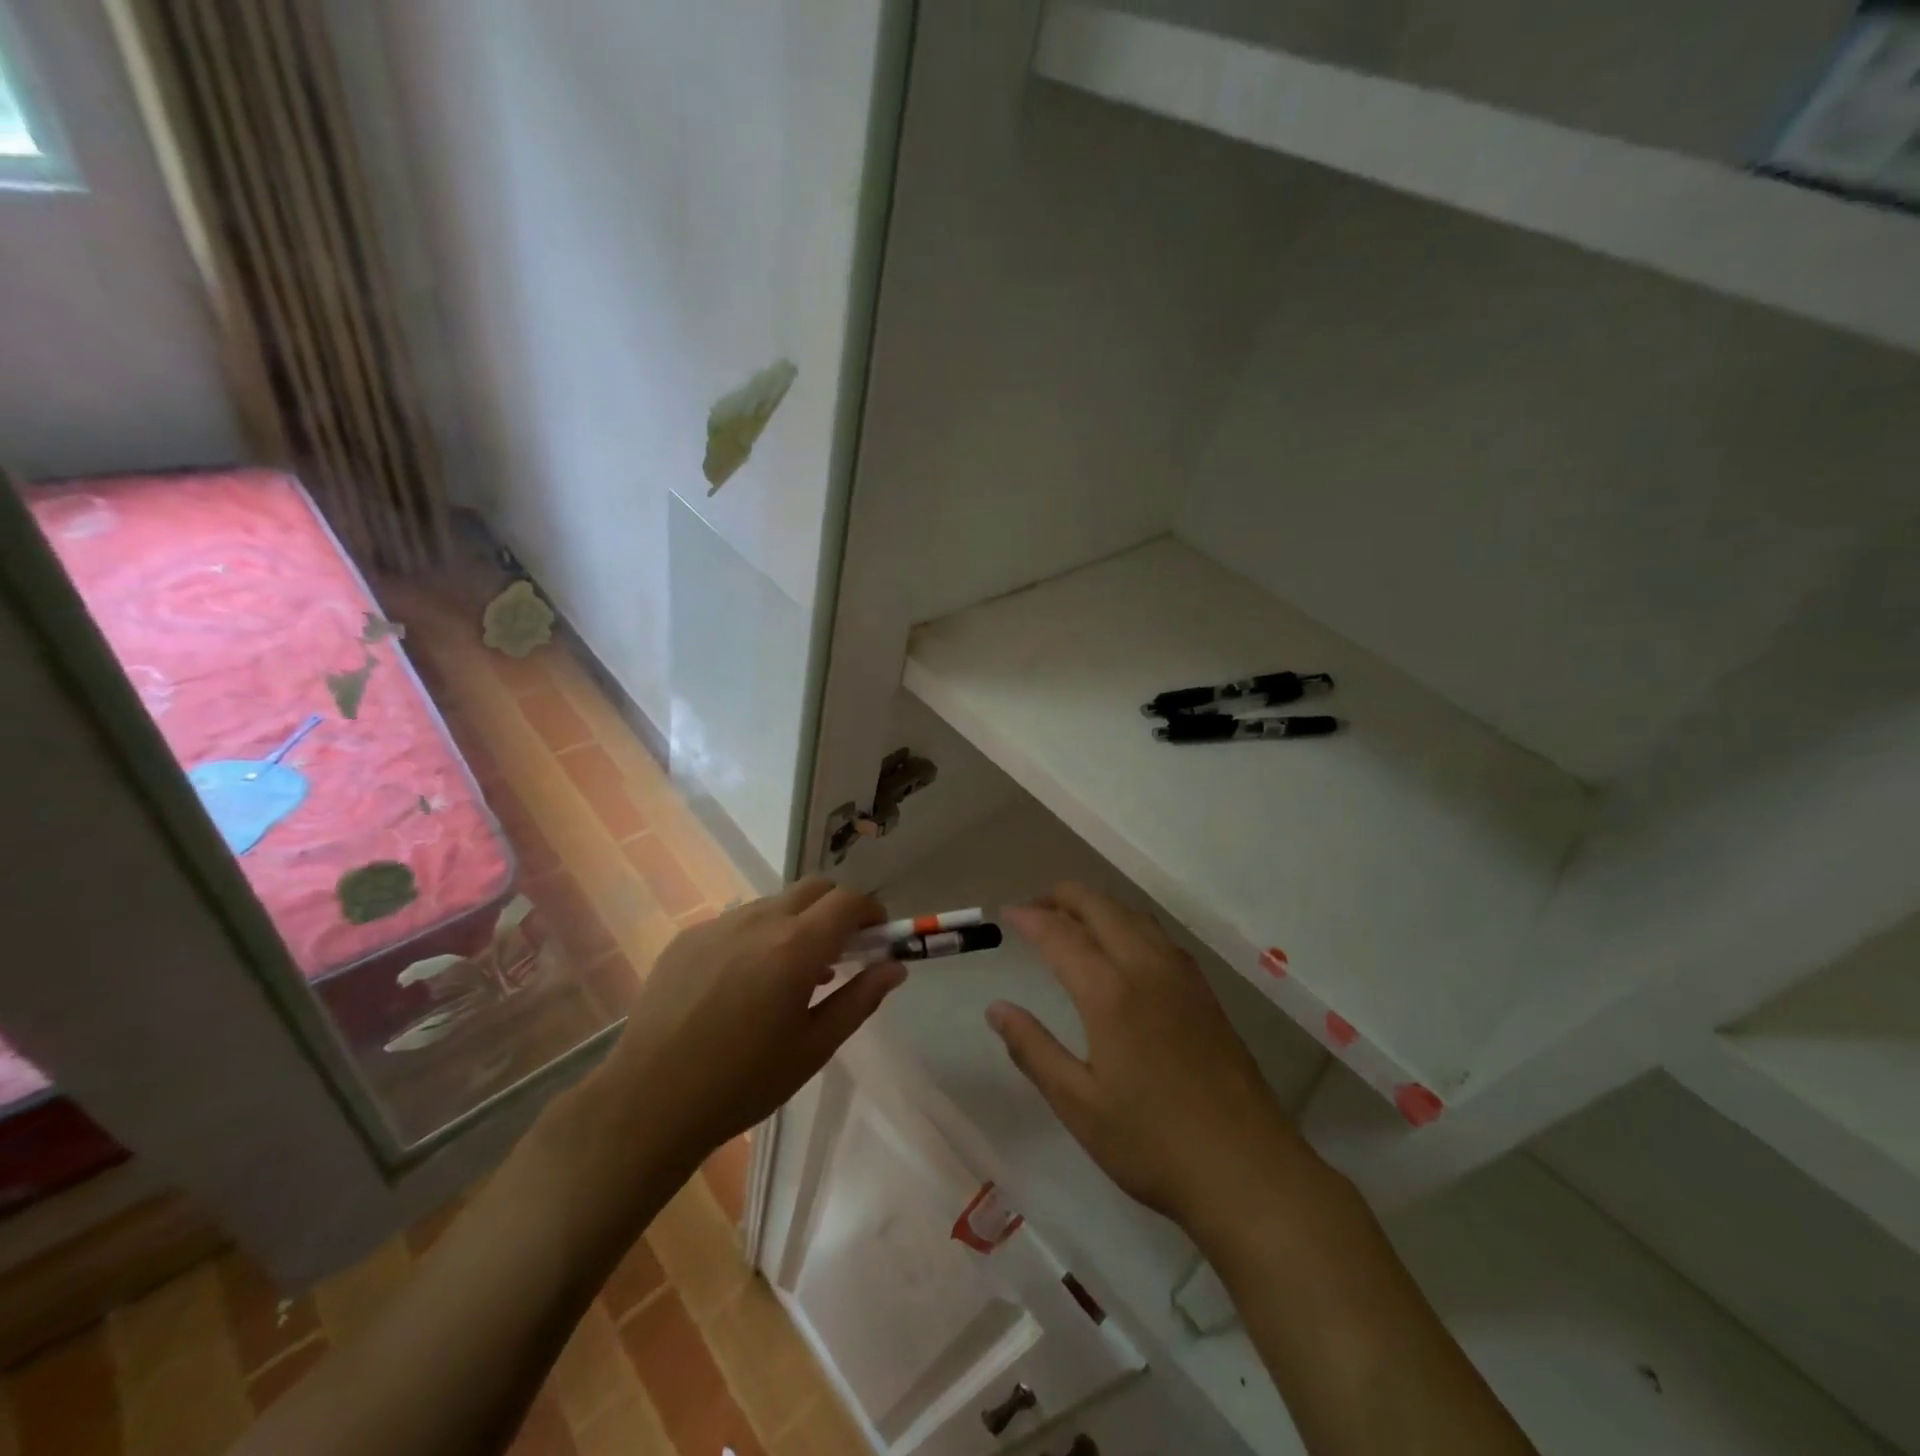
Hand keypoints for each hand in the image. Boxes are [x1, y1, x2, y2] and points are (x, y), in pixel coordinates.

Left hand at [593, 878, 905, 1170]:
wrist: (649, 1102)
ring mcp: (718, 924)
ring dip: (797, 921)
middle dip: (837, 908)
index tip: (877, 937)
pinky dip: (758, 935)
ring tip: (791, 971)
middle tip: (841, 949)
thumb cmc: (743, 1082)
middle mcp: (758, 921)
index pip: (848, 901)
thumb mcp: (814, 1047)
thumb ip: (860, 999)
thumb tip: (894, 967)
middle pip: (814, 888)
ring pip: (774, 902)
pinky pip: (737, 921)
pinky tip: (744, 982)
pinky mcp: (687, 937)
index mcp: (795, 946)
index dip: (871, 912)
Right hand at [987, 883, 1305, 1231]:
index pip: (1061, 935)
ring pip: (1134, 915)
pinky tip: (1122, 946)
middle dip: (1064, 896)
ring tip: (1072, 918)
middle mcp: (1147, 968)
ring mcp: (1182, 977)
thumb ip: (1033, 1049)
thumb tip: (996, 1009)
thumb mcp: (1078, 1105)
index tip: (1008, 913)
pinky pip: (1158, 935)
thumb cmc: (1152, 1143)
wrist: (1248, 1170)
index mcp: (1110, 993)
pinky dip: (1128, 922)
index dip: (1031, 918)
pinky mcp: (1205, 992)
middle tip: (1034, 906)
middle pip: (1101, 907)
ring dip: (1098, 905)